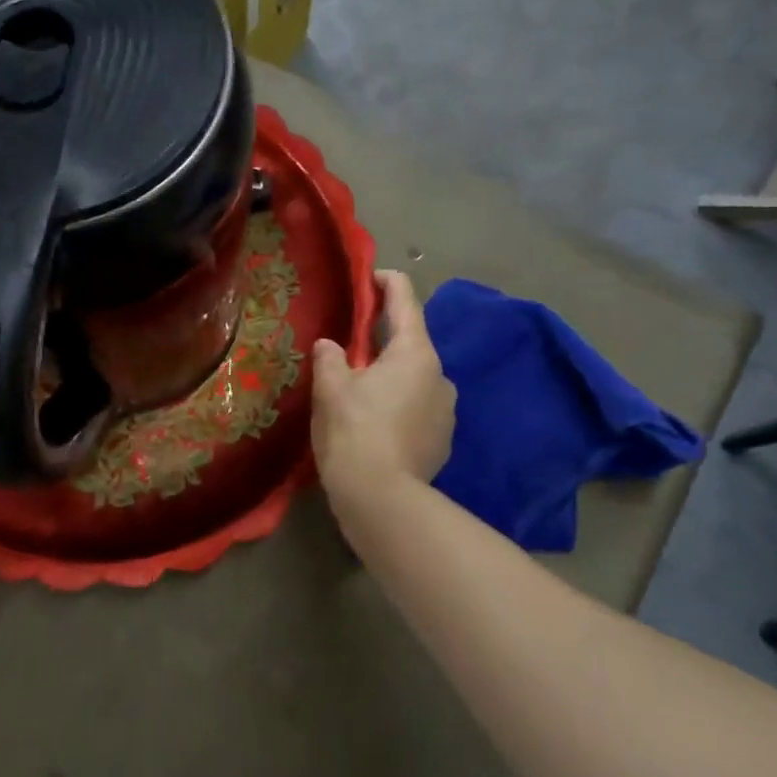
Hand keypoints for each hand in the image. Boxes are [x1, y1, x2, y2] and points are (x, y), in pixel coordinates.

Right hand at [311, 270, 454, 499]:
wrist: (381, 499)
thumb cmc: (354, 430)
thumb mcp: (331, 387)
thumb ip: (330, 357)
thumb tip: (330, 346)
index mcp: (415, 353)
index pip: (405, 301)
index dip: (387, 282)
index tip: (370, 276)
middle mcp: (440, 375)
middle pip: (410, 343)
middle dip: (381, 339)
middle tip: (348, 345)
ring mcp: (446, 410)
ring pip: (414, 378)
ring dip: (390, 375)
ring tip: (358, 390)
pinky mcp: (443, 440)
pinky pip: (417, 408)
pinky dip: (397, 405)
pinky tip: (373, 423)